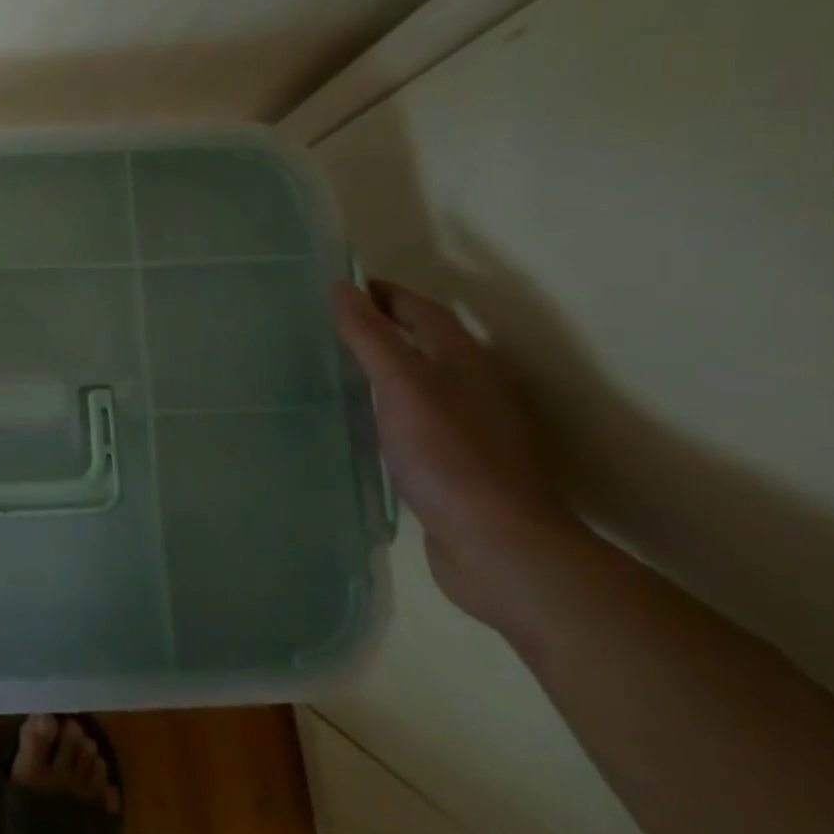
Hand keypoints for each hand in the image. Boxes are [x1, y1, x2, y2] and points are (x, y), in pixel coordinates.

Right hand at [330, 278, 580, 628]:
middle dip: (386, 326)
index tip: (343, 287)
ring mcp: (469, 428)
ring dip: (388, 367)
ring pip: (422, 382)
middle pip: (426, 342)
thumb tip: (341, 287)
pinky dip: (391, 406)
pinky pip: (418, 418)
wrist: (499, 546)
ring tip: (340, 366)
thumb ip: (370, 335)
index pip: (422, 310)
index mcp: (463, 360)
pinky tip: (367, 421)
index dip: (385, 294)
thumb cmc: (448, 454)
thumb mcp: (401, 384)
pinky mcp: (458, 464)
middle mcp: (472, 387)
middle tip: (334, 323)